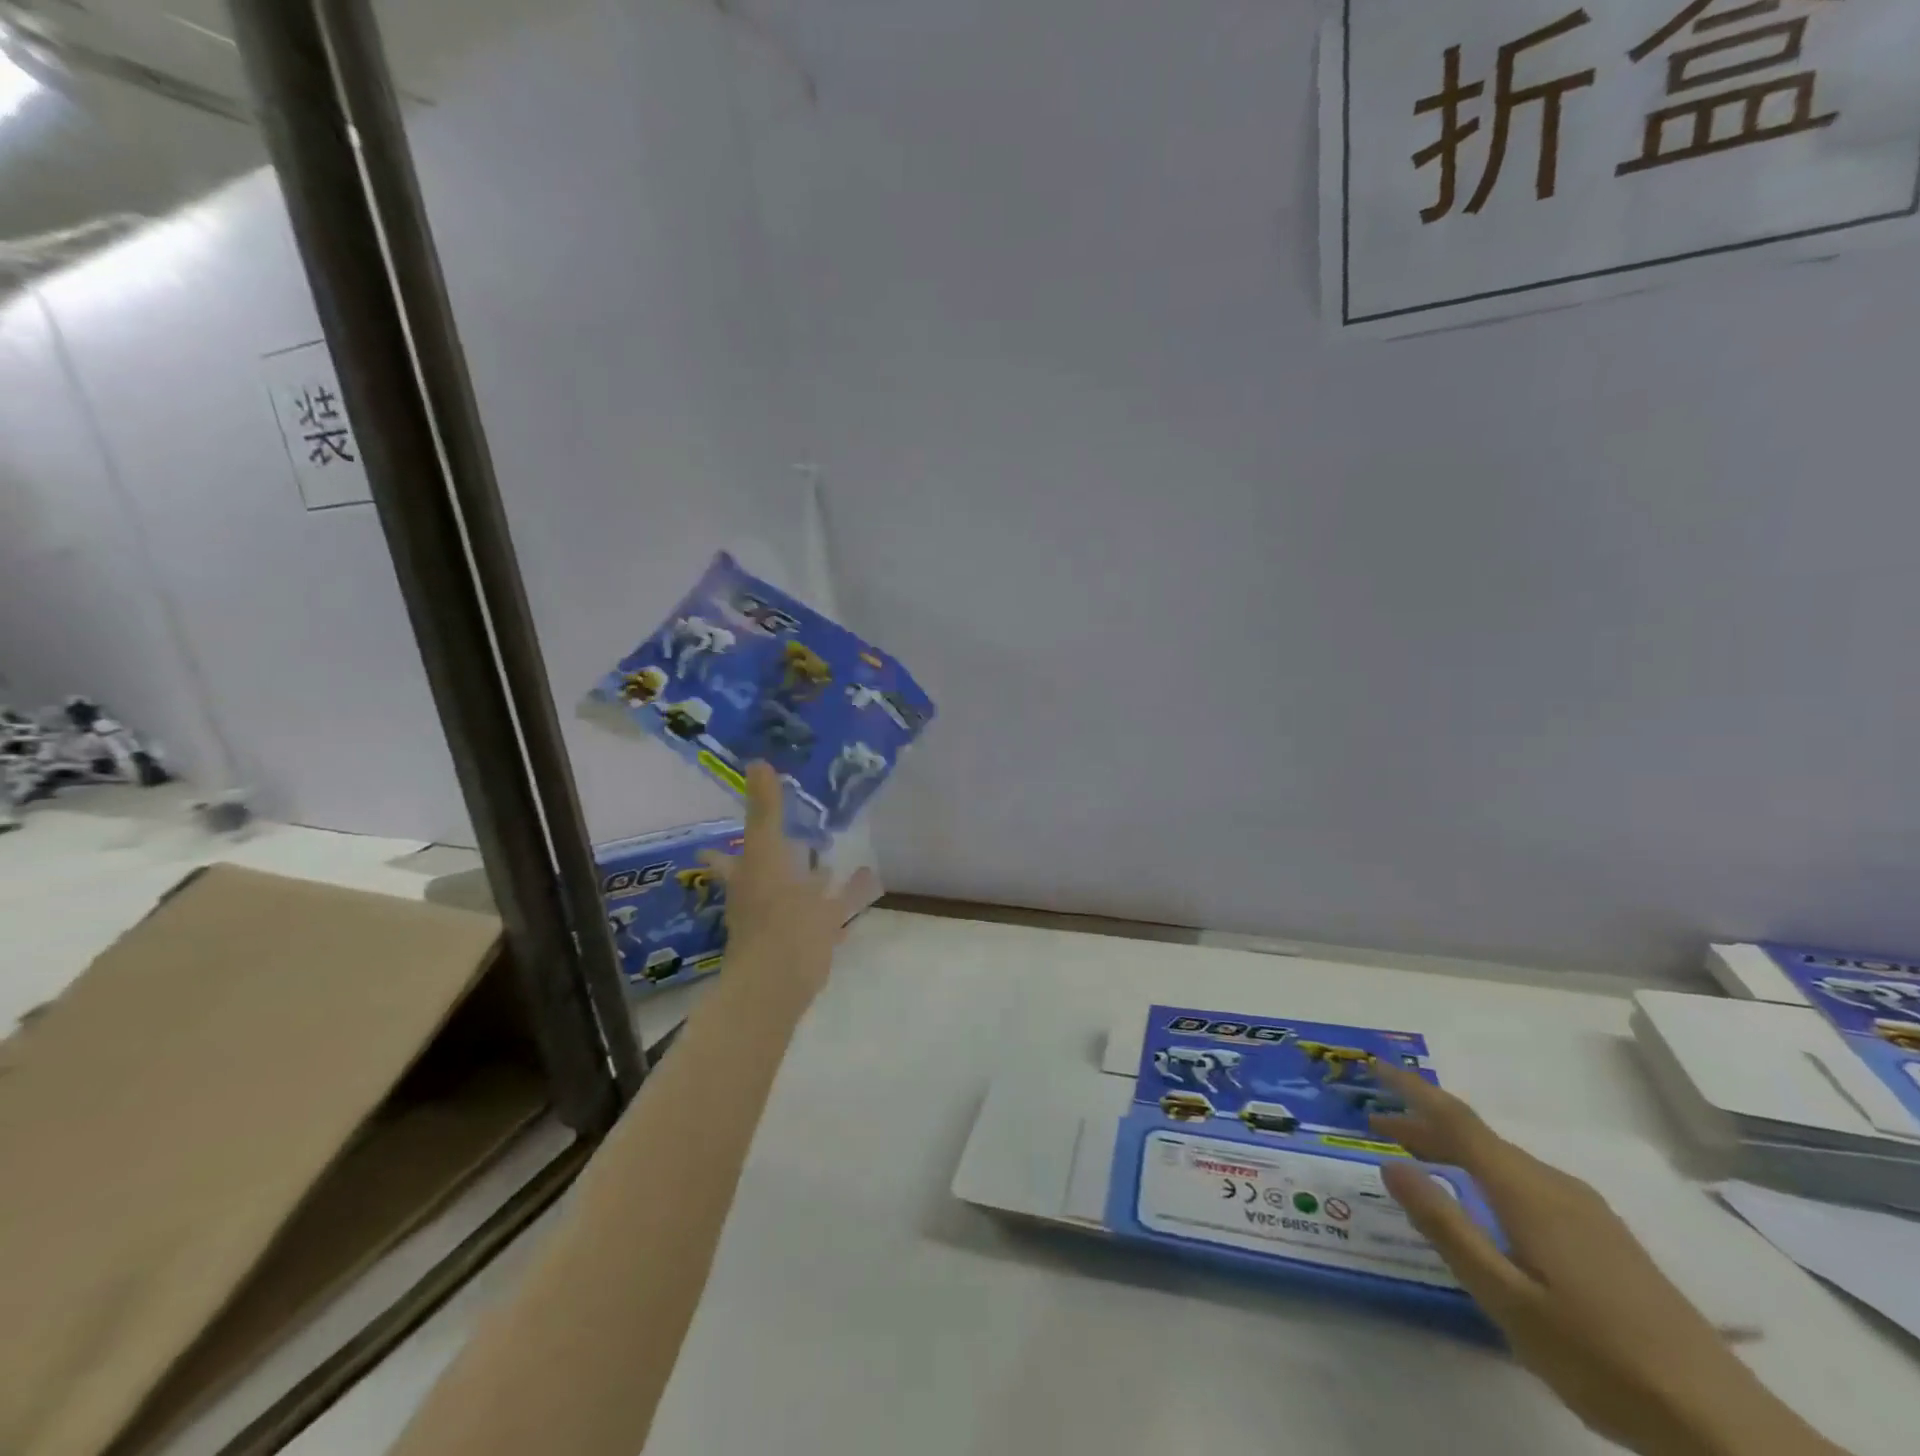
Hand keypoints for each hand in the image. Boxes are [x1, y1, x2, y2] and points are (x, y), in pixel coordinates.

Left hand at [699, 762, 872, 1021]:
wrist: (782, 979)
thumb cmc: (772, 913)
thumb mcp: (768, 853)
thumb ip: (765, 810)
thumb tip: (757, 761)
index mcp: (749, 880)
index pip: (727, 862)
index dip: (719, 856)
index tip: (711, 847)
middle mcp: (762, 902)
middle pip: (762, 881)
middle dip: (773, 867)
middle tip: (788, 847)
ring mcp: (788, 925)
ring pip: (798, 898)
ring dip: (811, 884)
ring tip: (828, 865)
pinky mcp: (814, 942)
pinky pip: (829, 918)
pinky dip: (841, 905)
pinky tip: (859, 895)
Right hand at [1368, 1064, 1842, 1455]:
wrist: (1725, 1426)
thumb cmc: (1599, 1357)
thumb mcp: (1505, 1299)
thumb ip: (1446, 1227)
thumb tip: (1392, 1166)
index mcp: (1527, 1192)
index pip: (1457, 1121)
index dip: (1412, 1090)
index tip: (1374, 1068)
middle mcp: (1555, 1186)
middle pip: (1478, 1138)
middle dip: (1425, 1126)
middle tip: (1378, 1128)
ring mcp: (1587, 1211)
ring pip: (1504, 1162)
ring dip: (1455, 1152)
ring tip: (1421, 1163)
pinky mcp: (1605, 1237)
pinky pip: (1528, 1183)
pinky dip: (1487, 1175)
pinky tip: (1485, 1207)